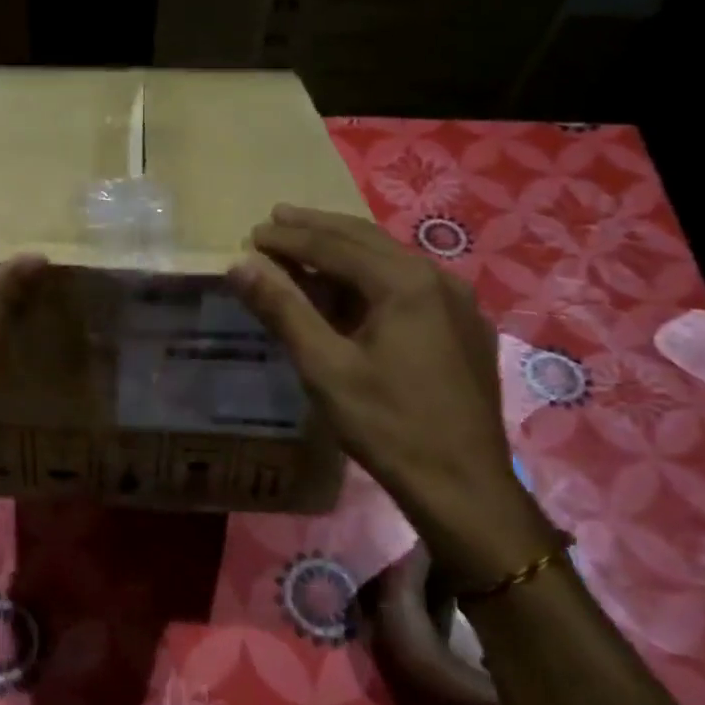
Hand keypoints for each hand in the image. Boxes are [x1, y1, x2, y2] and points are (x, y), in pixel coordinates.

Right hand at [228, 204, 554, 586]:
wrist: (463, 485)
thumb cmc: (387, 425)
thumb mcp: (324, 367)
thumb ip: (283, 309)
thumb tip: (239, 265)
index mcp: (405, 282)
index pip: (335, 244)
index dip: (289, 237)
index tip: (253, 232)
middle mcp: (438, 278)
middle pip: (367, 240)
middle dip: (318, 228)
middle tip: (277, 219)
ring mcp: (459, 302)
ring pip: (391, 261)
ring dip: (345, 251)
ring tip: (307, 246)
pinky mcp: (465, 329)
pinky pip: (410, 286)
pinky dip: (372, 277)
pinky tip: (355, 291)